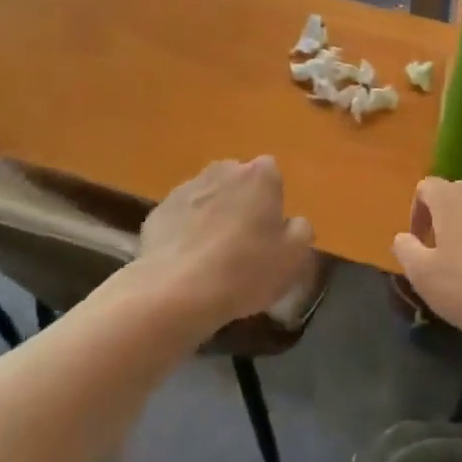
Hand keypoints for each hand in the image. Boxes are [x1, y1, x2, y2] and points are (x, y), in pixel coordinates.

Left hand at [138, 156, 317, 331]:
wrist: (177, 291)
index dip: (271, 203)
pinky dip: (184, 234)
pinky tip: (186, 265)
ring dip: (212, 218)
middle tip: (243, 246)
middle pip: (238, 183)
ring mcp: (187, 187)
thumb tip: (293, 223)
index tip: (269, 232)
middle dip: (241, 205)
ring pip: (208, 199)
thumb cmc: (246, 269)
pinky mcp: (159, 211)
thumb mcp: (294, 257)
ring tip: (211, 260)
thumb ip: (302, 231)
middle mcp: (223, 170)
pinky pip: (180, 218)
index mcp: (260, 174)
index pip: (272, 175)